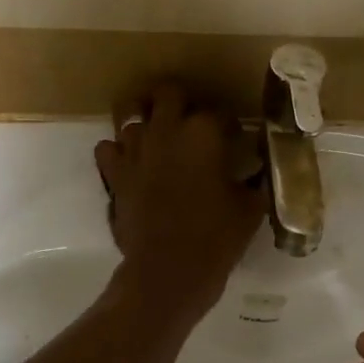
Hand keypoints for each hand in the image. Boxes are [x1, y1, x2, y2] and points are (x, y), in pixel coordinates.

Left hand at [94, 84, 262, 325]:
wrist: (169, 270)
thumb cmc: (216, 237)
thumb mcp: (249, 208)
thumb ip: (253, 182)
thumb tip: (256, 173)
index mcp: (204, 132)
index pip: (220, 112)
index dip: (229, 125)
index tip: (235, 138)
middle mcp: (166, 129)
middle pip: (168, 92)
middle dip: (181, 101)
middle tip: (191, 121)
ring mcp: (134, 148)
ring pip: (130, 111)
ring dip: (145, 119)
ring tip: (157, 134)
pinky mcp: (114, 172)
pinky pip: (107, 147)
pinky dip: (118, 151)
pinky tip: (131, 163)